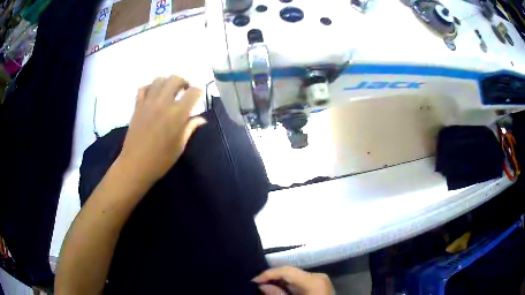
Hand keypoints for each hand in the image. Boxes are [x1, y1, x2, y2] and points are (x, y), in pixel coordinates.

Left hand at [118, 75, 205, 184]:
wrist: (135, 165)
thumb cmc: (161, 159)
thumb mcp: (180, 146)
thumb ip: (190, 128)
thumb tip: (201, 119)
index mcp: (177, 113)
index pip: (193, 92)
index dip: (198, 92)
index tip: (198, 98)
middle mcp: (163, 103)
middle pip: (175, 79)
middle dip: (183, 82)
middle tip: (184, 91)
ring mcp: (148, 102)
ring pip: (159, 79)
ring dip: (167, 82)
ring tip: (169, 92)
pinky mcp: (137, 106)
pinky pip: (143, 88)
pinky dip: (150, 87)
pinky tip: (153, 95)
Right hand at [254, 266, 333, 294]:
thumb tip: (262, 286)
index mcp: (313, 280)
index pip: (286, 270)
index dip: (268, 274)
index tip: (253, 281)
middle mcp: (318, 276)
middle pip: (290, 272)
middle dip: (273, 278)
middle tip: (257, 285)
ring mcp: (320, 280)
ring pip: (295, 276)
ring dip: (280, 282)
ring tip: (266, 287)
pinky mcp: (320, 285)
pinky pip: (301, 281)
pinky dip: (289, 285)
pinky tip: (280, 290)